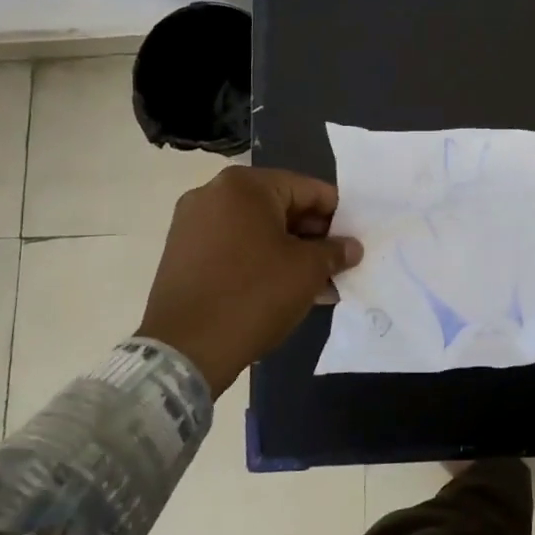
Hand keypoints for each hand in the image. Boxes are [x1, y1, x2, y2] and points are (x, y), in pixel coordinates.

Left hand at [138, 167, 362, 396]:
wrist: (186, 348)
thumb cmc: (255, 295)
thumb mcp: (308, 270)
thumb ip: (335, 251)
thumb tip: (352, 247)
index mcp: (245, 185)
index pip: (308, 190)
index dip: (337, 216)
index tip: (353, 242)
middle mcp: (213, 194)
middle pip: (280, 207)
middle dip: (311, 237)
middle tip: (337, 264)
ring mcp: (192, 224)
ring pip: (257, 230)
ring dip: (288, 252)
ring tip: (316, 284)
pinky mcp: (182, 254)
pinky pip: (233, 247)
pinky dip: (259, 262)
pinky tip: (282, 289)